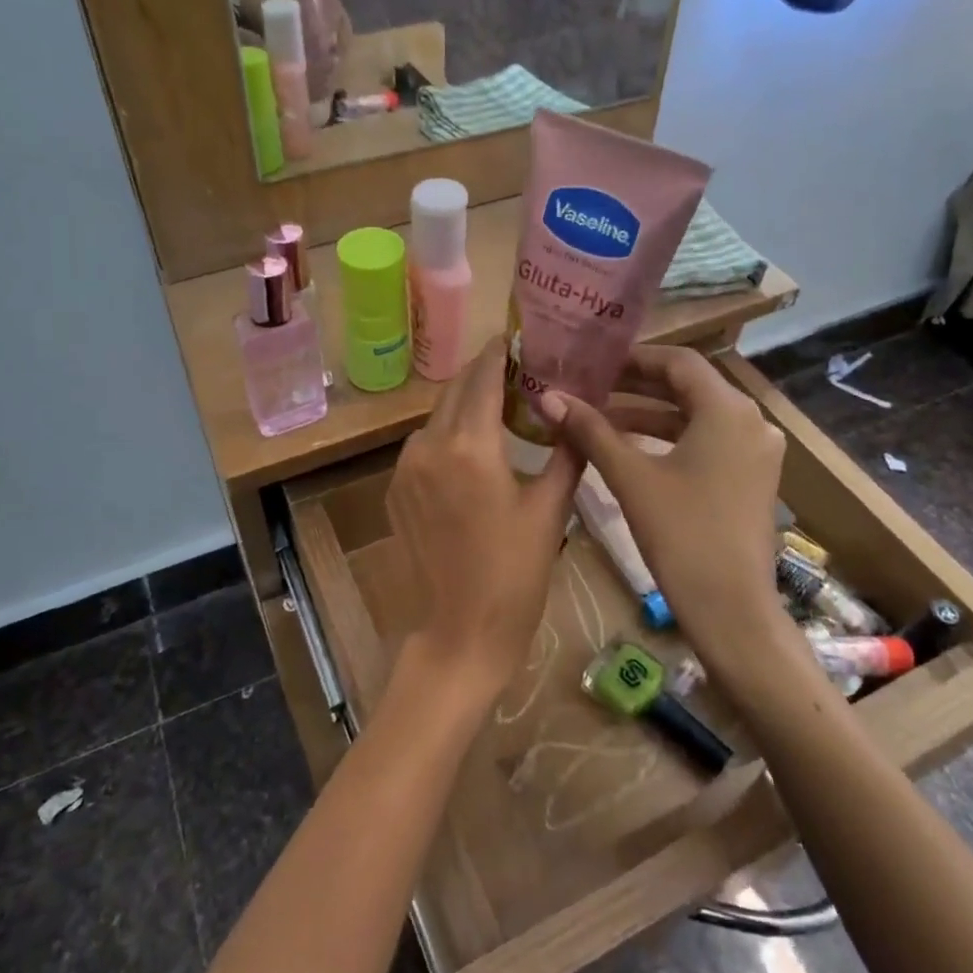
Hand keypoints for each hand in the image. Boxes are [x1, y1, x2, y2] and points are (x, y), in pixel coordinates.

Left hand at [387, 339, 582, 700]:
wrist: (458, 635)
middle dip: (483, 376)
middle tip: (517, 371)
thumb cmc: (514, 576)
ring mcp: (405, 468)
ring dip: (464, 407)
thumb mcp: (550, 512)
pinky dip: (447, 437)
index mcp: (470, 446)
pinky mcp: (395, 490)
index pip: (482, 377)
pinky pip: (423, 447)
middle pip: (455, 391)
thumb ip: (564, 455)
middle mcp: (429, 446)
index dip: (499, 352)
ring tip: (499, 410)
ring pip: (436, 418)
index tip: (517, 336)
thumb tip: (576, 416)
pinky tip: (472, 453)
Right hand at [539, 346, 793, 671]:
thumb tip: (548, 396)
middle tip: (590, 386)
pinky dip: (669, 439)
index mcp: (728, 410)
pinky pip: (707, 441)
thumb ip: (589, 430)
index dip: (634, 358)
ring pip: (696, 416)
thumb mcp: (630, 477)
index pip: (678, 361)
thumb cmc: (682, 534)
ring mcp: (756, 452)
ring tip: (599, 418)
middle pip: (688, 386)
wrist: (732, 611)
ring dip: (649, 414)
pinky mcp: (751, 478)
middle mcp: (750, 421)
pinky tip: (630, 449)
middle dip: (637, 386)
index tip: (594, 363)